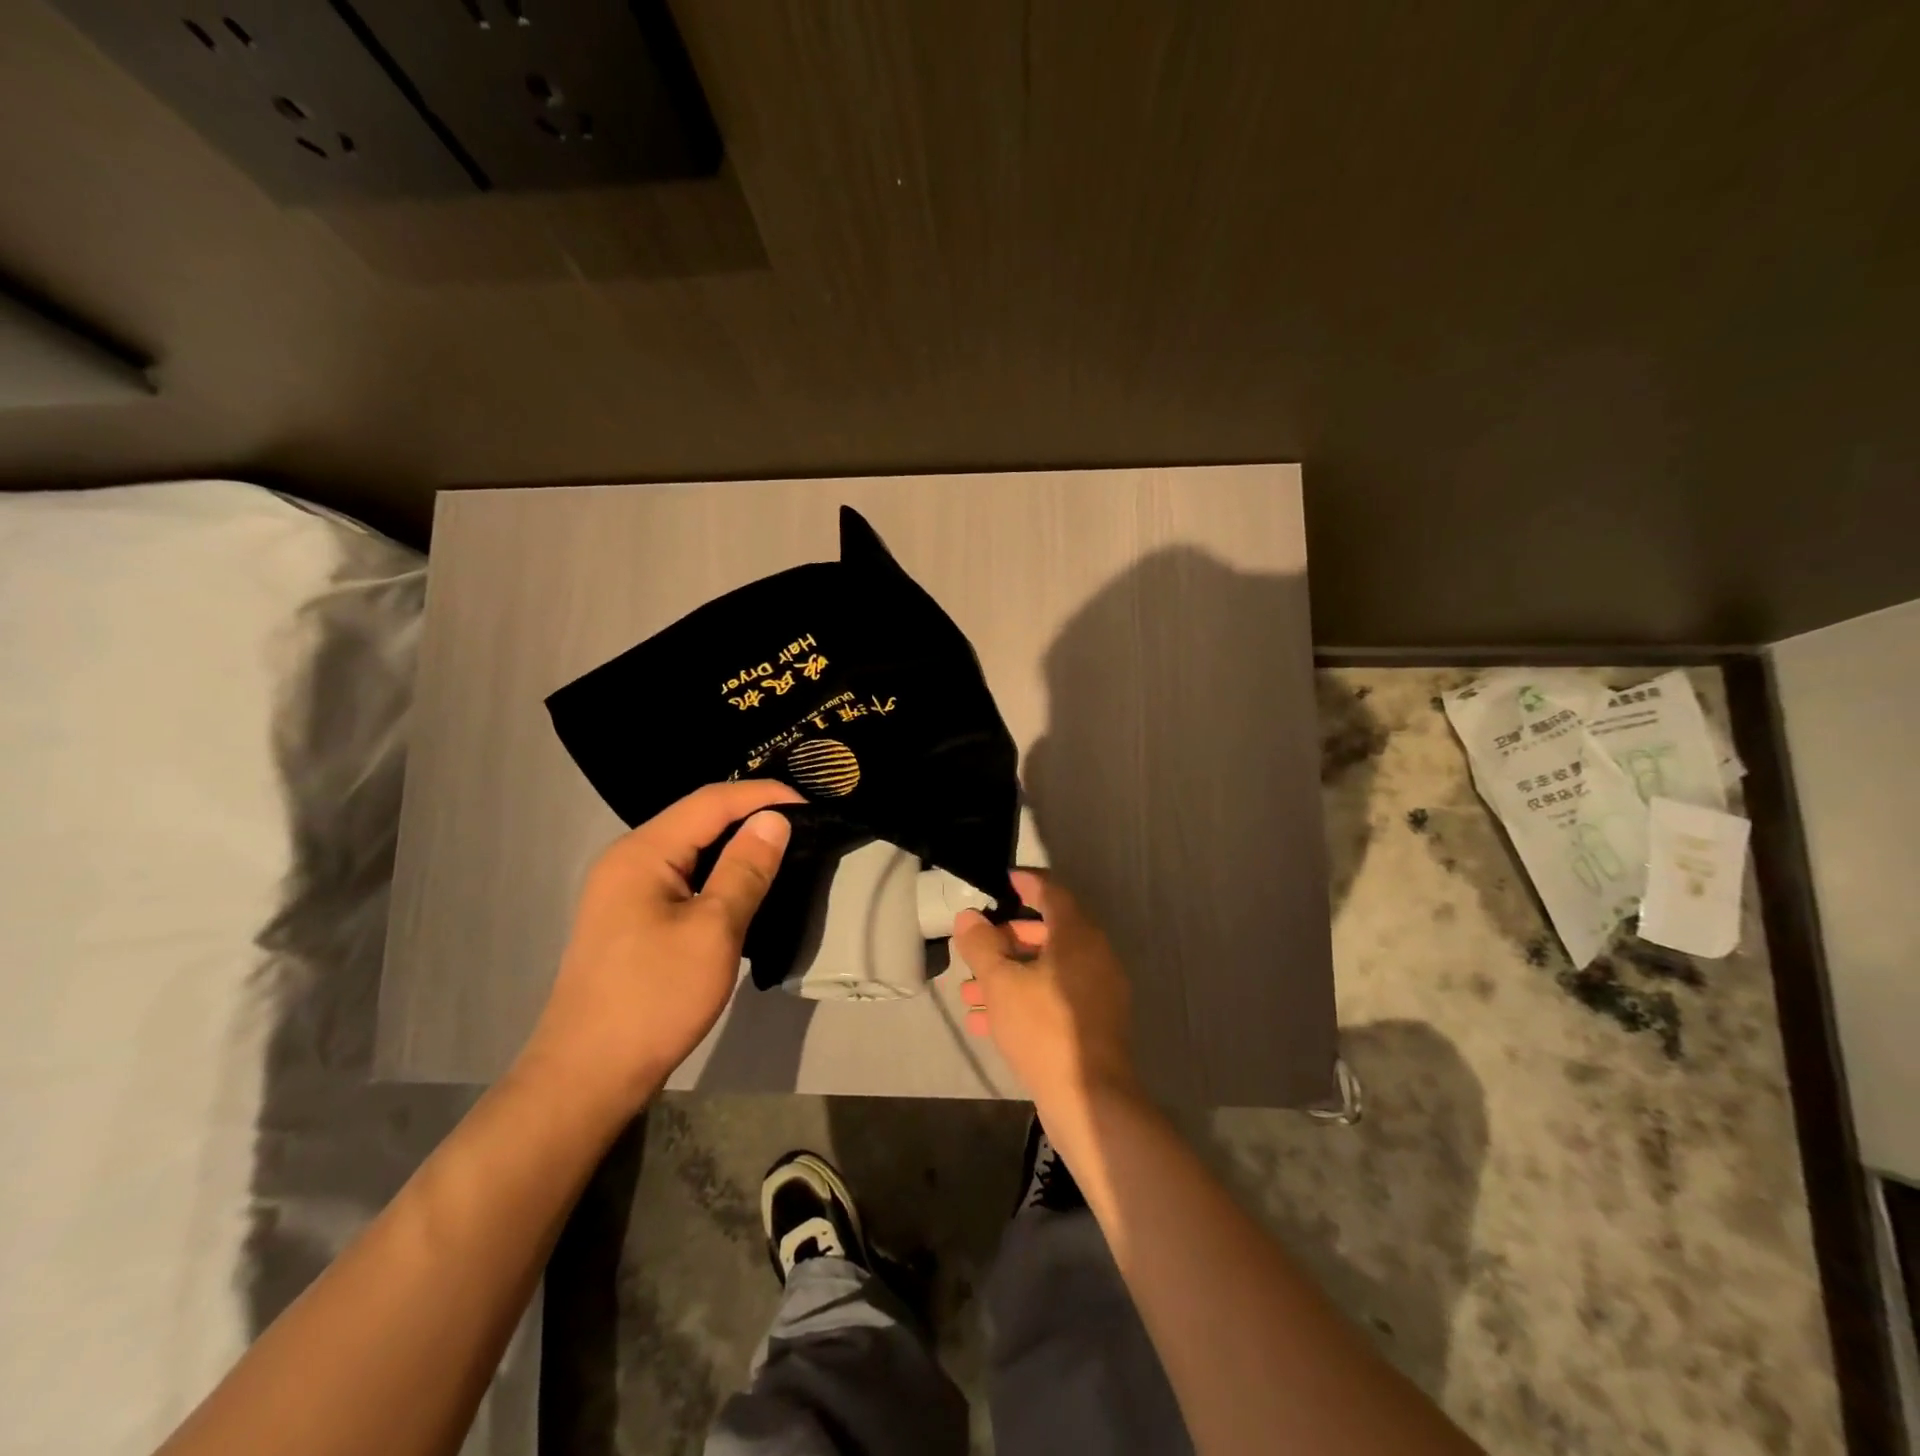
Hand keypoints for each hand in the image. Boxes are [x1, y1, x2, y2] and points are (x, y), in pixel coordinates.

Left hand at [518, 780, 802, 1116]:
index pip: (710, 801)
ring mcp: (624, 891)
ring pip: (690, 850)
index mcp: (642, 852)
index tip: (810, 804)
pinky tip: (743, 887)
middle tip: (802, 825)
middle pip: (697, 820)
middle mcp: (627, 860)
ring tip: (782, 850)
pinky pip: (681, 877)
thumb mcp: (713, 930)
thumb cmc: (654, 998)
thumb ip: (745, 869)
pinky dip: (717, 873)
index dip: (762, 795)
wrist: (588, 1076)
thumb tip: (774, 820)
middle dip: (750, 815)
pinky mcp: (630, 919)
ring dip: (735, 846)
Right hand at [954, 871, 1139, 1119]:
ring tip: (968, 992)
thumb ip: (981, 945)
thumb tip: (967, 918)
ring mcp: (1097, 992)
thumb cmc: (1043, 1028)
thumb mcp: (1000, 983)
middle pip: (1048, 932)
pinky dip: (1023, 999)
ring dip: (1008, 975)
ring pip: (1047, 970)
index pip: (1051, 892)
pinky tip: (986, 1021)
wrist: (1088, 1100)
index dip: (1026, 883)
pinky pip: (1053, 998)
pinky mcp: (1092, 1024)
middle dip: (1007, 939)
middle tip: (976, 946)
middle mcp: (1093, 956)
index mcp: (1077, 935)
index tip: (1003, 881)